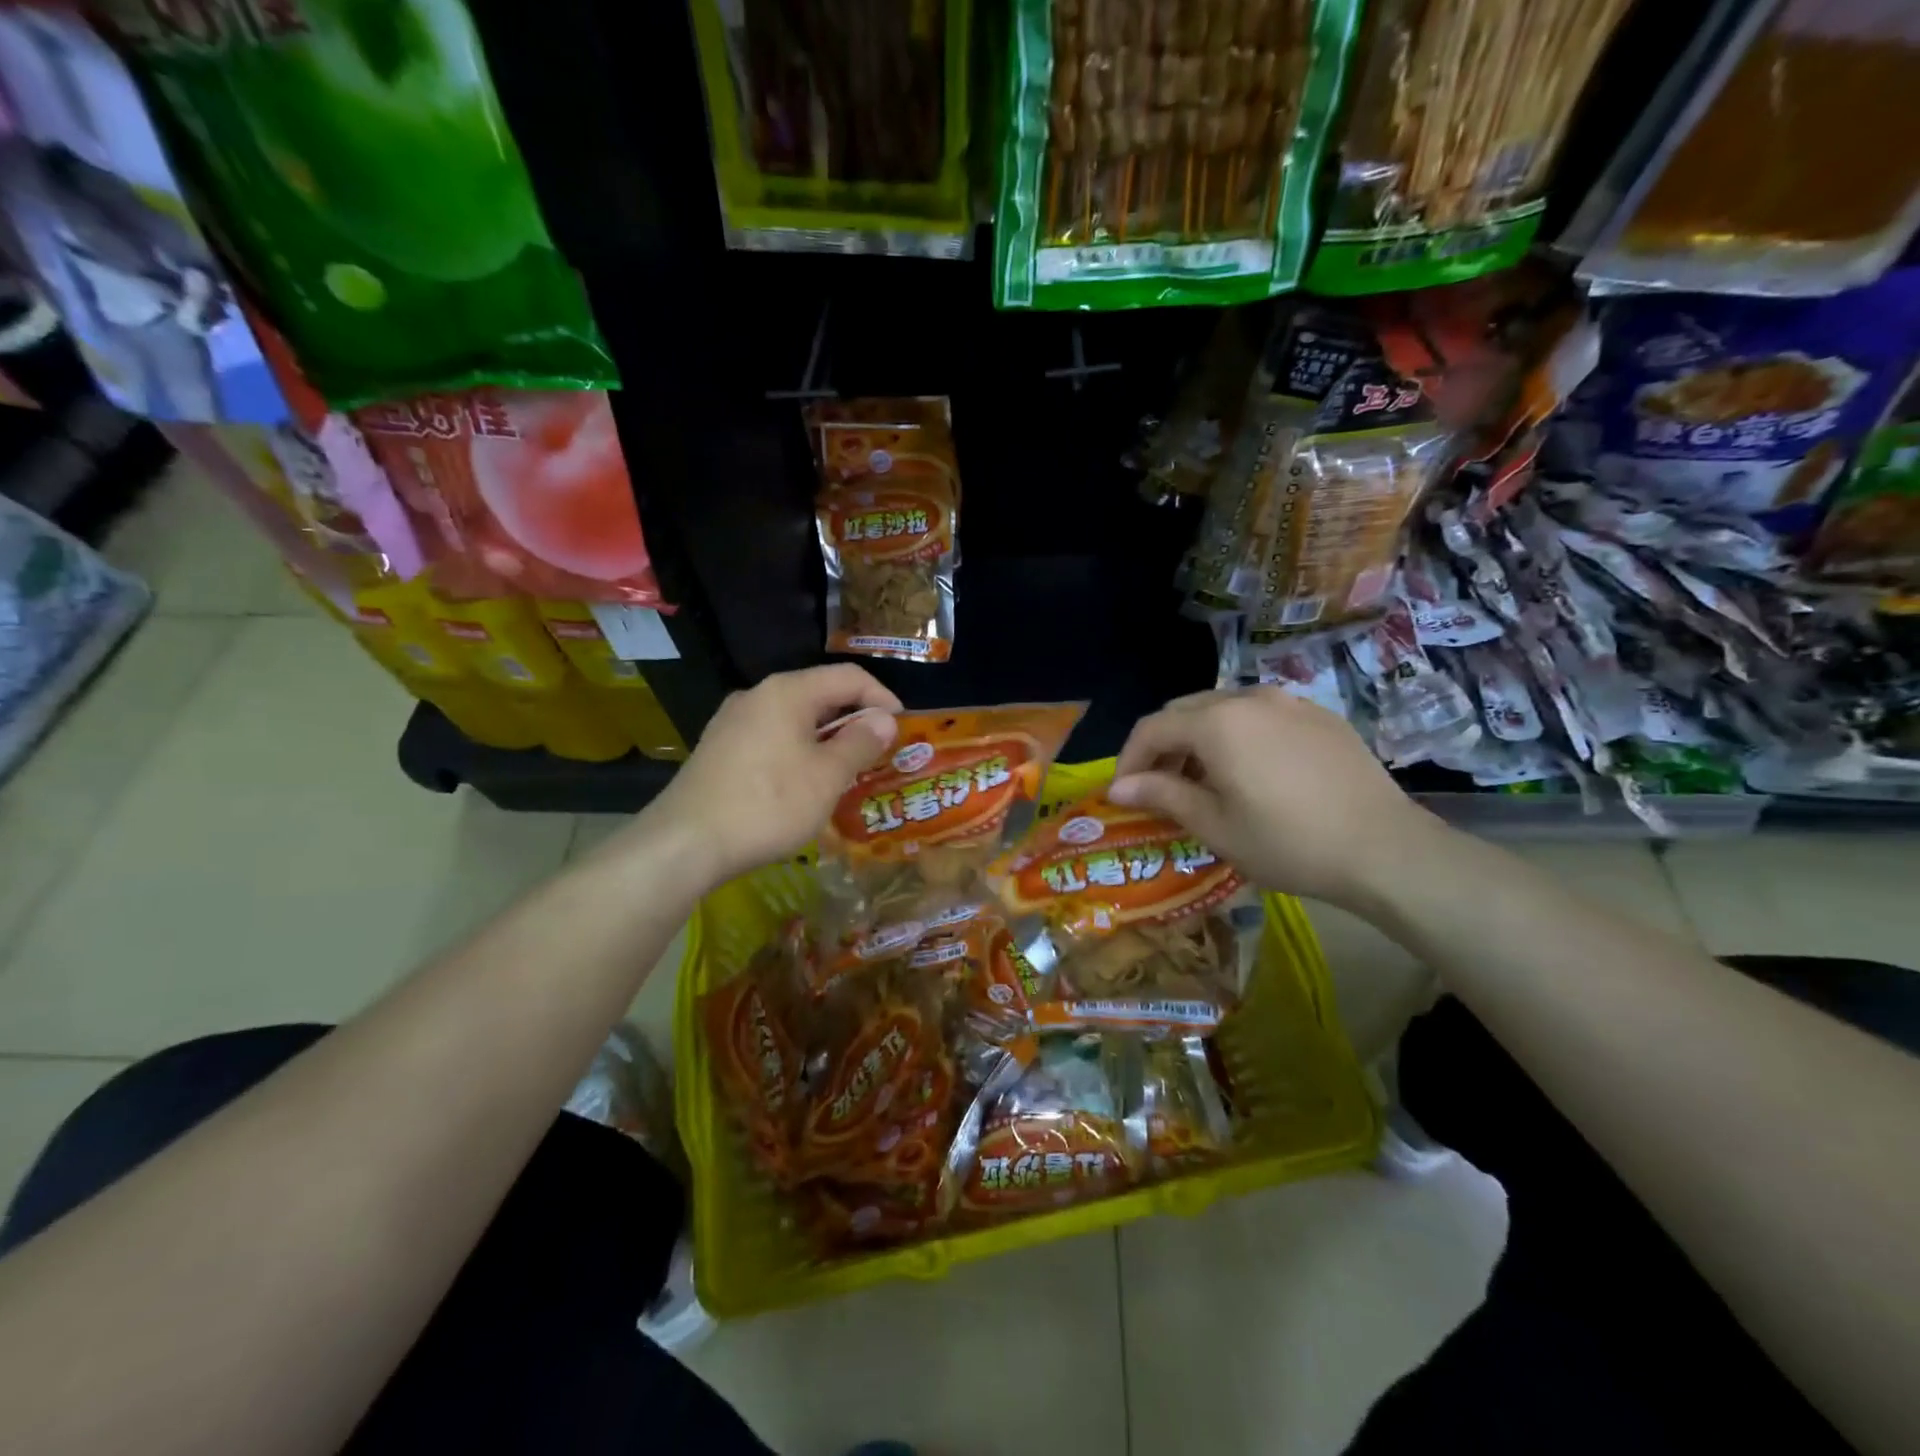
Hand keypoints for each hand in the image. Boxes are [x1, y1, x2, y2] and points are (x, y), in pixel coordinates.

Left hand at [641, 665, 900, 886]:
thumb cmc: (768, 804)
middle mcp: (757, 696)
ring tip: (846, 770)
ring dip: (826, 738)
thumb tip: (883, 718)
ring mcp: (732, 722)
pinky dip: (798, 751)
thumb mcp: (827, 776)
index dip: (881, 696)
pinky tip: (803, 783)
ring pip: (794, 719)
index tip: (901, 726)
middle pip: (819, 694)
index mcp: (787, 692)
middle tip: (878, 751)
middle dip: (854, 719)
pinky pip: (771, 737)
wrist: (686, 843)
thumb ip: (860, 742)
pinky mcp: (718, 749)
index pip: (848, 676)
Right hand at [1108, 686, 1448, 908]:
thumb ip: (1162, 795)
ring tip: (1203, 781)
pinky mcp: (1320, 716)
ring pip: (1223, 709)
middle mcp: (1249, 698)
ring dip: (1199, 739)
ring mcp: (1290, 702)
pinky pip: (1261, 716)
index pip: (1152, 728)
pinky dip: (1238, 737)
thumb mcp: (1215, 825)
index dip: (1129, 759)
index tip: (1123, 794)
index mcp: (1217, 722)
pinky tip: (1251, 773)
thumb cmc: (1288, 842)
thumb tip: (1117, 787)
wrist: (1386, 849)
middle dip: (1162, 746)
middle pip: (1185, 711)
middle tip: (1158, 787)